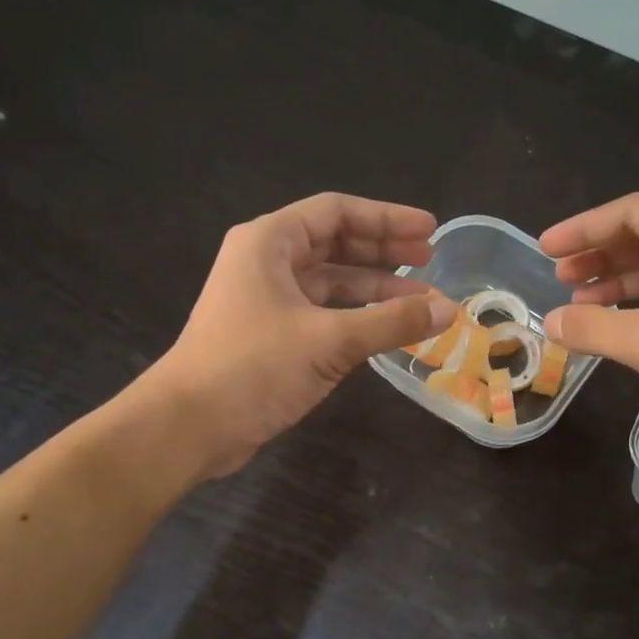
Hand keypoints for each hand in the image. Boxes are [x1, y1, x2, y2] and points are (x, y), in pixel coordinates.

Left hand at [137, 193, 455, 476]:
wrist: (190, 425)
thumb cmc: (254, 367)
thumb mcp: (330, 340)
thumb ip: (391, 322)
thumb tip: (448, 310)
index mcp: (270, 242)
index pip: (337, 213)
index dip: (387, 218)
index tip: (430, 232)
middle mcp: (266, 263)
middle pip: (335, 244)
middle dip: (384, 251)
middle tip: (430, 261)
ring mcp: (267, 301)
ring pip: (331, 283)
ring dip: (375, 290)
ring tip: (421, 303)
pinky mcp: (271, 336)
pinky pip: (323, 314)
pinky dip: (356, 319)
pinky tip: (387, 330)